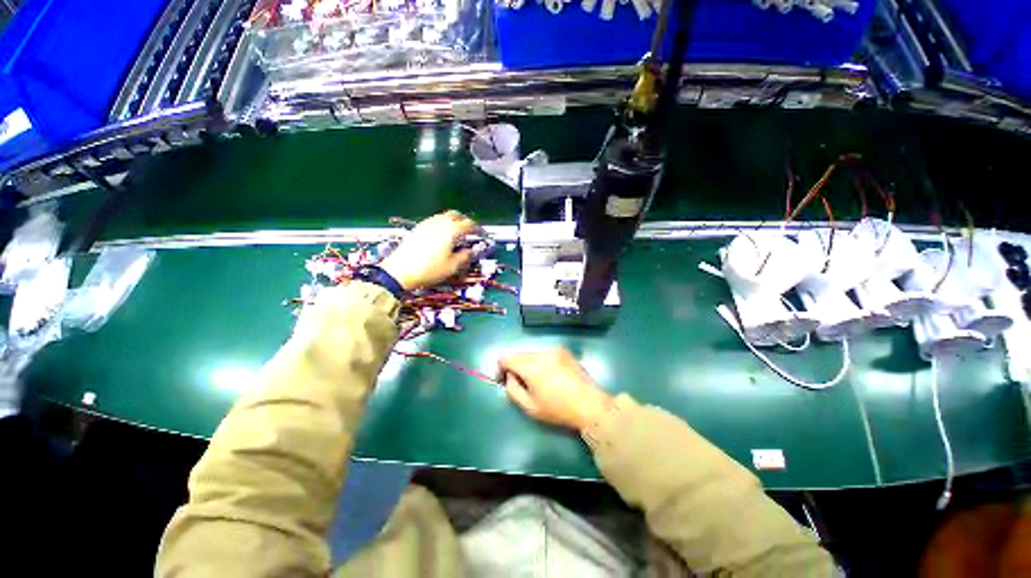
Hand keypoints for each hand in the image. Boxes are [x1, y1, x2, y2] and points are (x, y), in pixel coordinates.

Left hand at [380, 211, 482, 289]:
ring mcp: (426, 224)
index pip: (468, 225)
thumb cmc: (427, 270)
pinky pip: (434, 221)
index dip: (477, 228)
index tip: (481, 233)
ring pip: (444, 216)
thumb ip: (465, 257)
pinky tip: (442, 234)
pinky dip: (442, 224)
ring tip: (458, 231)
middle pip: (456, 215)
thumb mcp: (452, 266)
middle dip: (466, 221)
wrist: (400, 271)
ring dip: (454, 221)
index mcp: (450, 231)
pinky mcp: (418, 229)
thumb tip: (470, 252)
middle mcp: (438, 223)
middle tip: (471, 230)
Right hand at [498, 349, 614, 431]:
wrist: (590, 405)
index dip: (501, 368)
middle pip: (518, 354)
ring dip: (527, 363)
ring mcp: (553, 350)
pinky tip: (549, 375)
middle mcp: (541, 353)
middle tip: (521, 383)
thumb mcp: (529, 407)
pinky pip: (543, 353)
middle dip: (515, 366)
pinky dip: (540, 361)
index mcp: (531, 366)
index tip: (504, 380)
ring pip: (531, 353)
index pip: (506, 358)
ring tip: (536, 380)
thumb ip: (512, 389)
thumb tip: (509, 376)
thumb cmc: (558, 409)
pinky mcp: (563, 351)